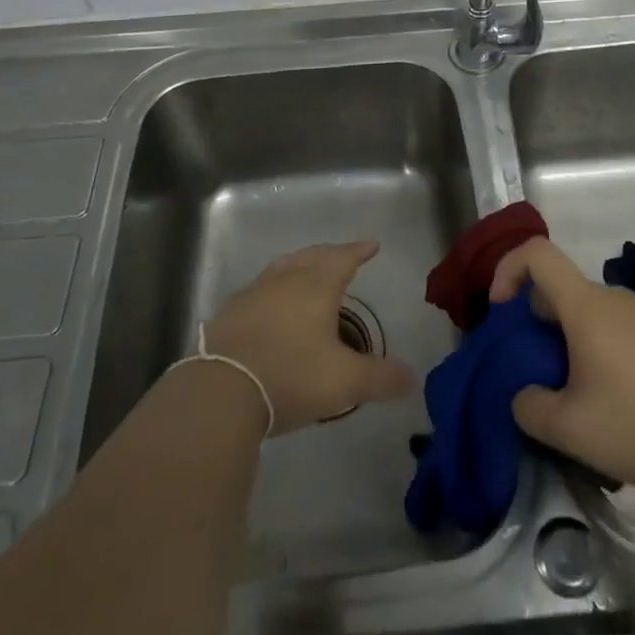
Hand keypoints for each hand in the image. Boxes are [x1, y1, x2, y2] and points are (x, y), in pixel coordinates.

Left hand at [203, 240, 414, 435]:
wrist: (222, 389)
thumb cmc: (292, 375)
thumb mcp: (345, 381)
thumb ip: (380, 378)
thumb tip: (412, 377)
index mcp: (317, 286)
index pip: (343, 258)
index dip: (358, 251)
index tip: (371, 245)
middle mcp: (286, 280)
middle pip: (312, 257)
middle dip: (330, 254)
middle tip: (342, 256)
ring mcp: (254, 293)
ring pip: (282, 269)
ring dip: (300, 266)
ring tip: (307, 272)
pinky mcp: (230, 314)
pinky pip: (259, 291)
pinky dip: (273, 290)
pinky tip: (270, 305)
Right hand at [490, 239, 634, 501]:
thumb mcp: (568, 429)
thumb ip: (528, 407)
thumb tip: (524, 395)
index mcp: (586, 306)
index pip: (537, 254)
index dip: (508, 269)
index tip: (501, 312)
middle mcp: (614, 297)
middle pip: (560, 287)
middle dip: (536, 319)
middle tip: (537, 368)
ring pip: (589, 309)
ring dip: (569, 335)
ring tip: (575, 388)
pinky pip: (617, 324)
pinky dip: (599, 343)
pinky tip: (614, 392)